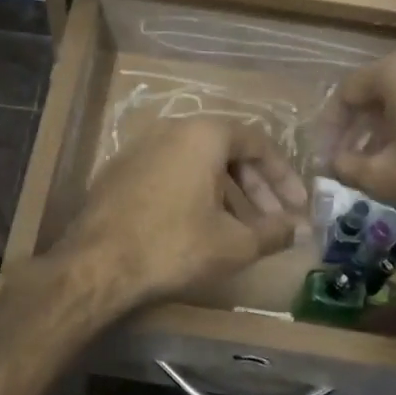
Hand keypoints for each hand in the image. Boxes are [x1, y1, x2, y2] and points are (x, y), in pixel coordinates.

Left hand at [53, 118, 308, 312]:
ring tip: (241, 229)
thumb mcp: (235, 243)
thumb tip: (297, 229)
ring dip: (226, 193)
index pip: (257, 143)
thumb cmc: (174, 245)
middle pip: (226, 151)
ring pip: (197, 164)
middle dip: (256, 187)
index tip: (298, 206)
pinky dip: (193, 194)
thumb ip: (274, 232)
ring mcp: (139, 149)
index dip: (284, 176)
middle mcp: (170, 130)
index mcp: (203, 134)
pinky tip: (199, 227)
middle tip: (274, 220)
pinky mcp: (118, 173)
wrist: (97, 264)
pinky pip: (170, 174)